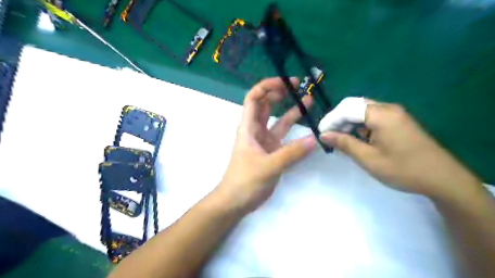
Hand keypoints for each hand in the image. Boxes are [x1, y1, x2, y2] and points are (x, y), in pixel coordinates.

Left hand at [217, 77, 316, 213]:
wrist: (236, 202)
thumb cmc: (245, 181)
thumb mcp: (268, 166)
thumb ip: (291, 154)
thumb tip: (315, 139)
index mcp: (248, 128)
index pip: (254, 99)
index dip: (267, 86)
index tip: (285, 83)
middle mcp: (256, 131)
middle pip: (266, 105)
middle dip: (280, 93)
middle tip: (298, 86)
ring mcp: (264, 142)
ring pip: (277, 120)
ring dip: (290, 109)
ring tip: (307, 99)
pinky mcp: (272, 152)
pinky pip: (284, 137)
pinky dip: (294, 131)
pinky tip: (308, 128)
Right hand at [321, 103, 479, 199]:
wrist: (442, 178)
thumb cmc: (402, 169)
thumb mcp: (368, 158)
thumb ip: (344, 143)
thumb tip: (324, 134)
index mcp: (381, 114)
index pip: (347, 109)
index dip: (331, 119)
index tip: (321, 133)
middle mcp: (388, 108)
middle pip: (354, 105)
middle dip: (339, 119)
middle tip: (330, 135)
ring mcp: (395, 113)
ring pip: (363, 110)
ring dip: (349, 122)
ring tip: (341, 139)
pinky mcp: (398, 121)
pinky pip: (373, 116)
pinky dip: (360, 125)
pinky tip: (358, 138)